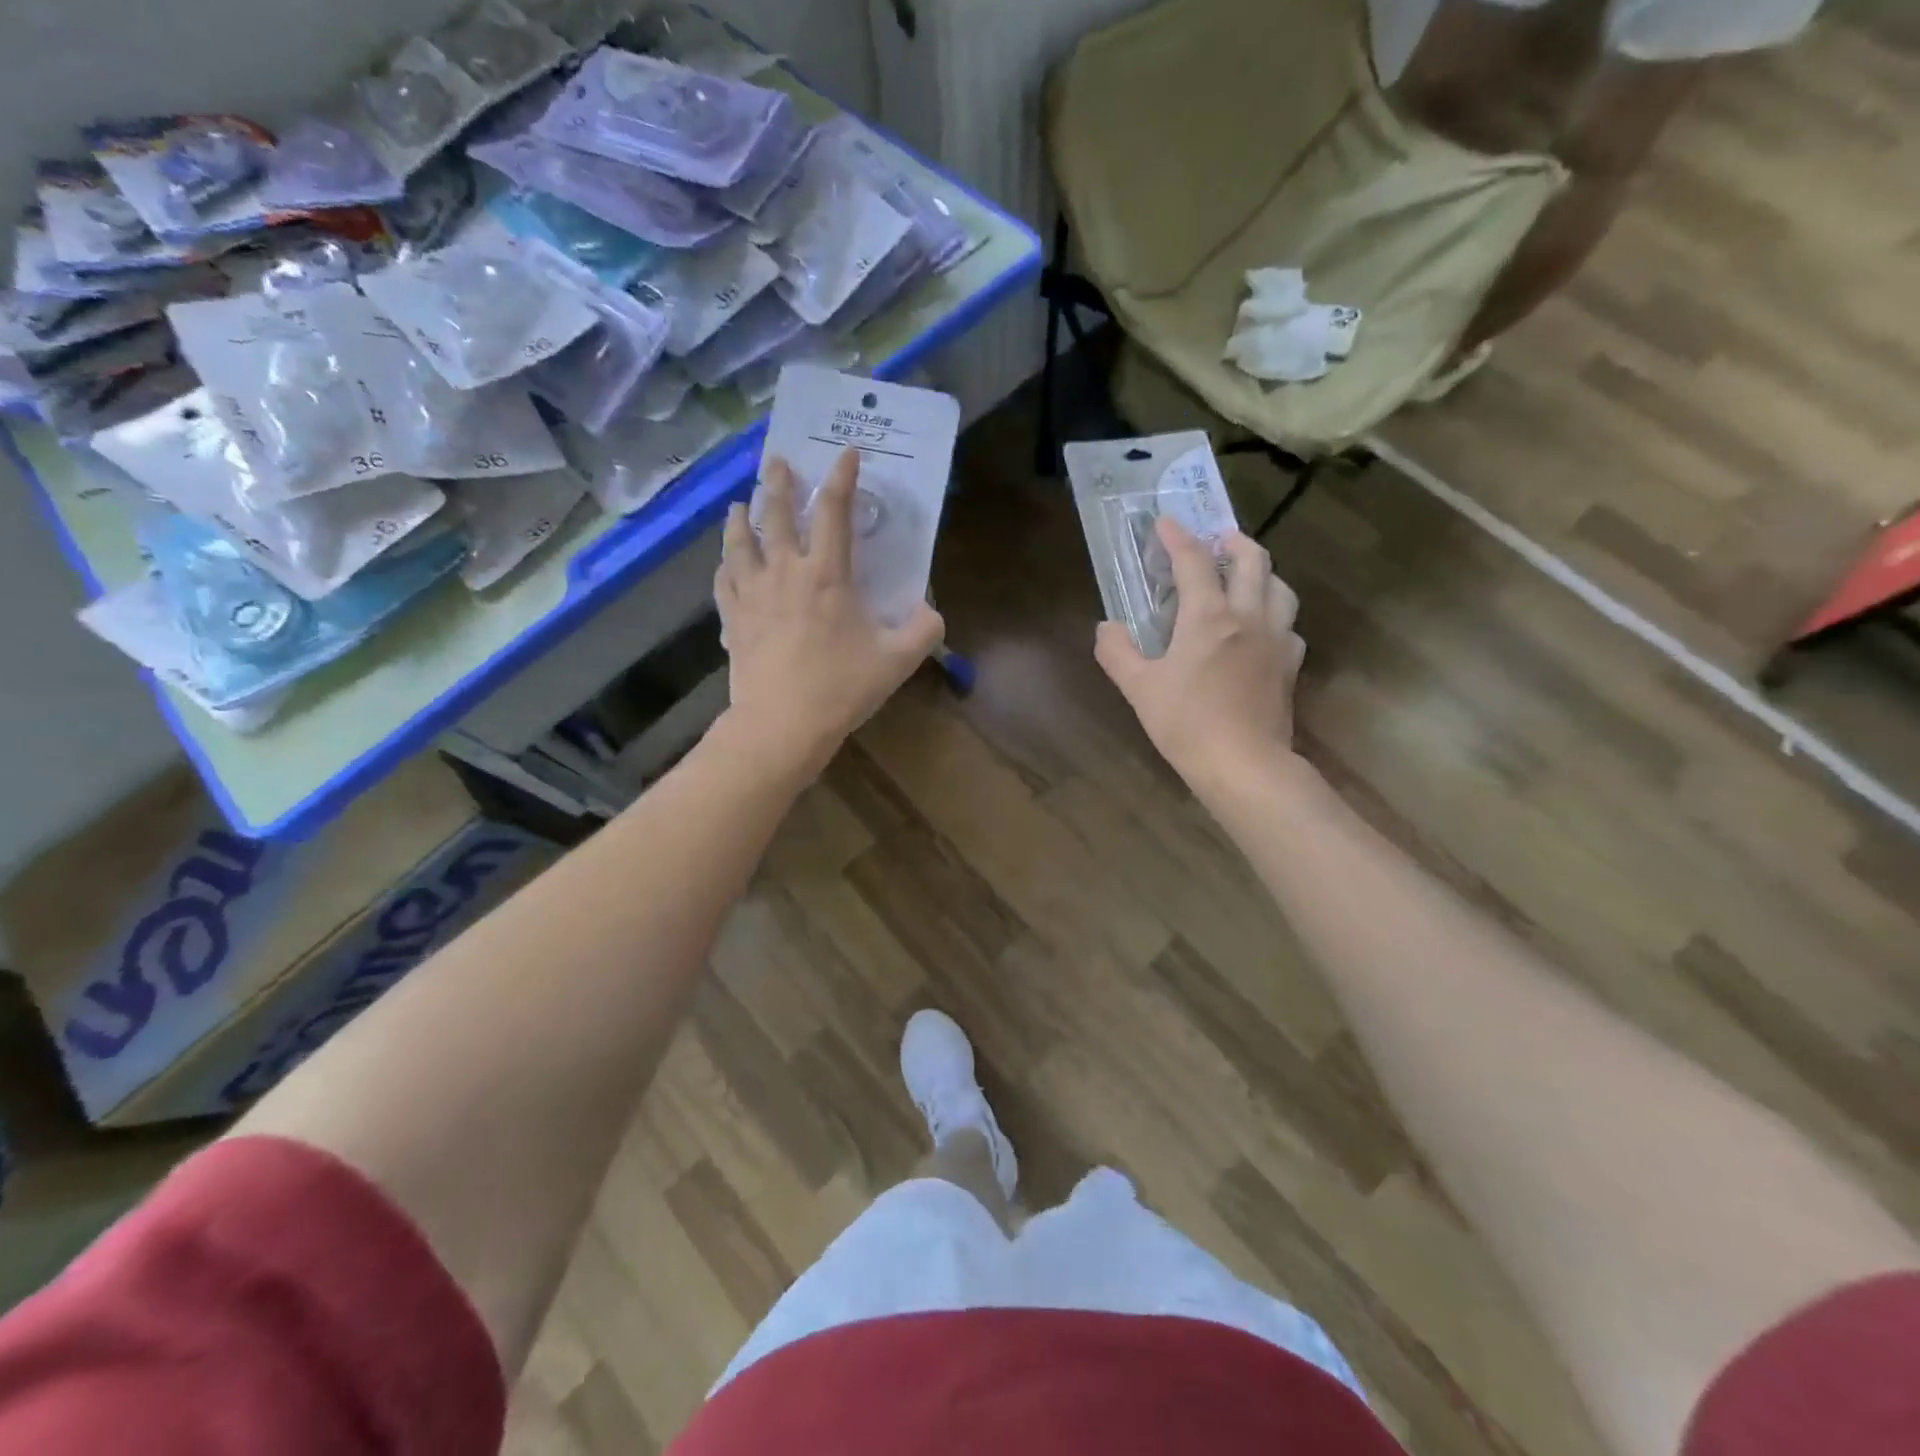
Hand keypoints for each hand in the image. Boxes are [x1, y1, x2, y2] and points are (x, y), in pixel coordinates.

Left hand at [715, 449, 943, 778]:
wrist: (781, 724)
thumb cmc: (841, 688)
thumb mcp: (896, 660)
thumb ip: (922, 630)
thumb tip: (931, 611)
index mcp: (827, 575)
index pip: (834, 512)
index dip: (842, 478)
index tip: (846, 454)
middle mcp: (784, 572)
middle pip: (776, 514)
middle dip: (778, 483)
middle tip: (777, 460)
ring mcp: (752, 594)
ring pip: (740, 542)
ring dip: (741, 517)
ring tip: (740, 503)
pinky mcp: (732, 619)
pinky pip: (724, 581)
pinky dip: (725, 565)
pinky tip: (725, 563)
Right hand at [1095, 518, 1304, 793]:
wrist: (1244, 764)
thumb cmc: (1186, 723)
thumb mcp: (1139, 688)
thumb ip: (1117, 652)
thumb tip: (1106, 628)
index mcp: (1208, 617)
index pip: (1194, 562)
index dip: (1178, 537)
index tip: (1165, 521)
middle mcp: (1248, 616)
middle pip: (1253, 561)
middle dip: (1235, 542)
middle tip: (1219, 540)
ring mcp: (1276, 640)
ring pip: (1281, 588)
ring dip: (1263, 573)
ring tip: (1246, 578)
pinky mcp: (1290, 666)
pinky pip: (1289, 626)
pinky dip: (1275, 615)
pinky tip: (1263, 630)